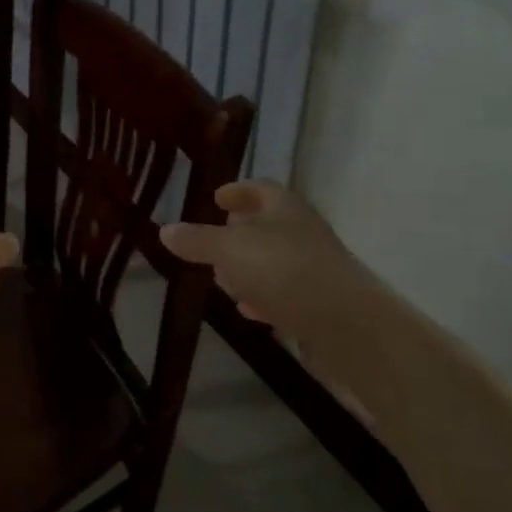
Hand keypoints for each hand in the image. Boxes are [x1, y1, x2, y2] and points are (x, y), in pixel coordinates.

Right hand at [160, 180, 367, 333]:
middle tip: (212, 242)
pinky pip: (285, 291)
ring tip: (224, 279)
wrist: (346, 323)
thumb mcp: (229, 250)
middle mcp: (303, 231)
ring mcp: (314, 267)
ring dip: (249, 268)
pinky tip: (250, 311)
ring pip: (274, 260)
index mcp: (284, 207)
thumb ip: (197, 240)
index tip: (216, 198)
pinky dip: (265, 295)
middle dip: (238, 232)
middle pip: (267, 224)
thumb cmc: (283, 270)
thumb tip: (165, 229)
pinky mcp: (320, 301)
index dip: (237, 190)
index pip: (259, 188)